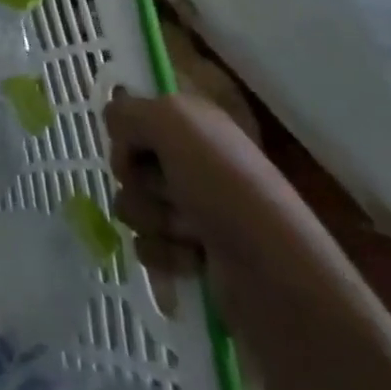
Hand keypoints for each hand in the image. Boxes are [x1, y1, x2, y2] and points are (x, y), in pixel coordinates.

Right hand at [104, 91, 209, 301]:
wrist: (276, 277)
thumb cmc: (225, 187)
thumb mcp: (172, 122)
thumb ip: (127, 112)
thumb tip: (114, 130)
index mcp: (192, 123)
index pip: (133, 116)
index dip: (126, 135)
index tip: (133, 150)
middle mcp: (192, 160)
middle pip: (129, 163)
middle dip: (141, 183)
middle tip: (173, 194)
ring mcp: (193, 210)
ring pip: (133, 205)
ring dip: (154, 220)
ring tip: (191, 234)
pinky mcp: (192, 255)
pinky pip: (147, 246)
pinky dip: (164, 254)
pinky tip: (194, 261)